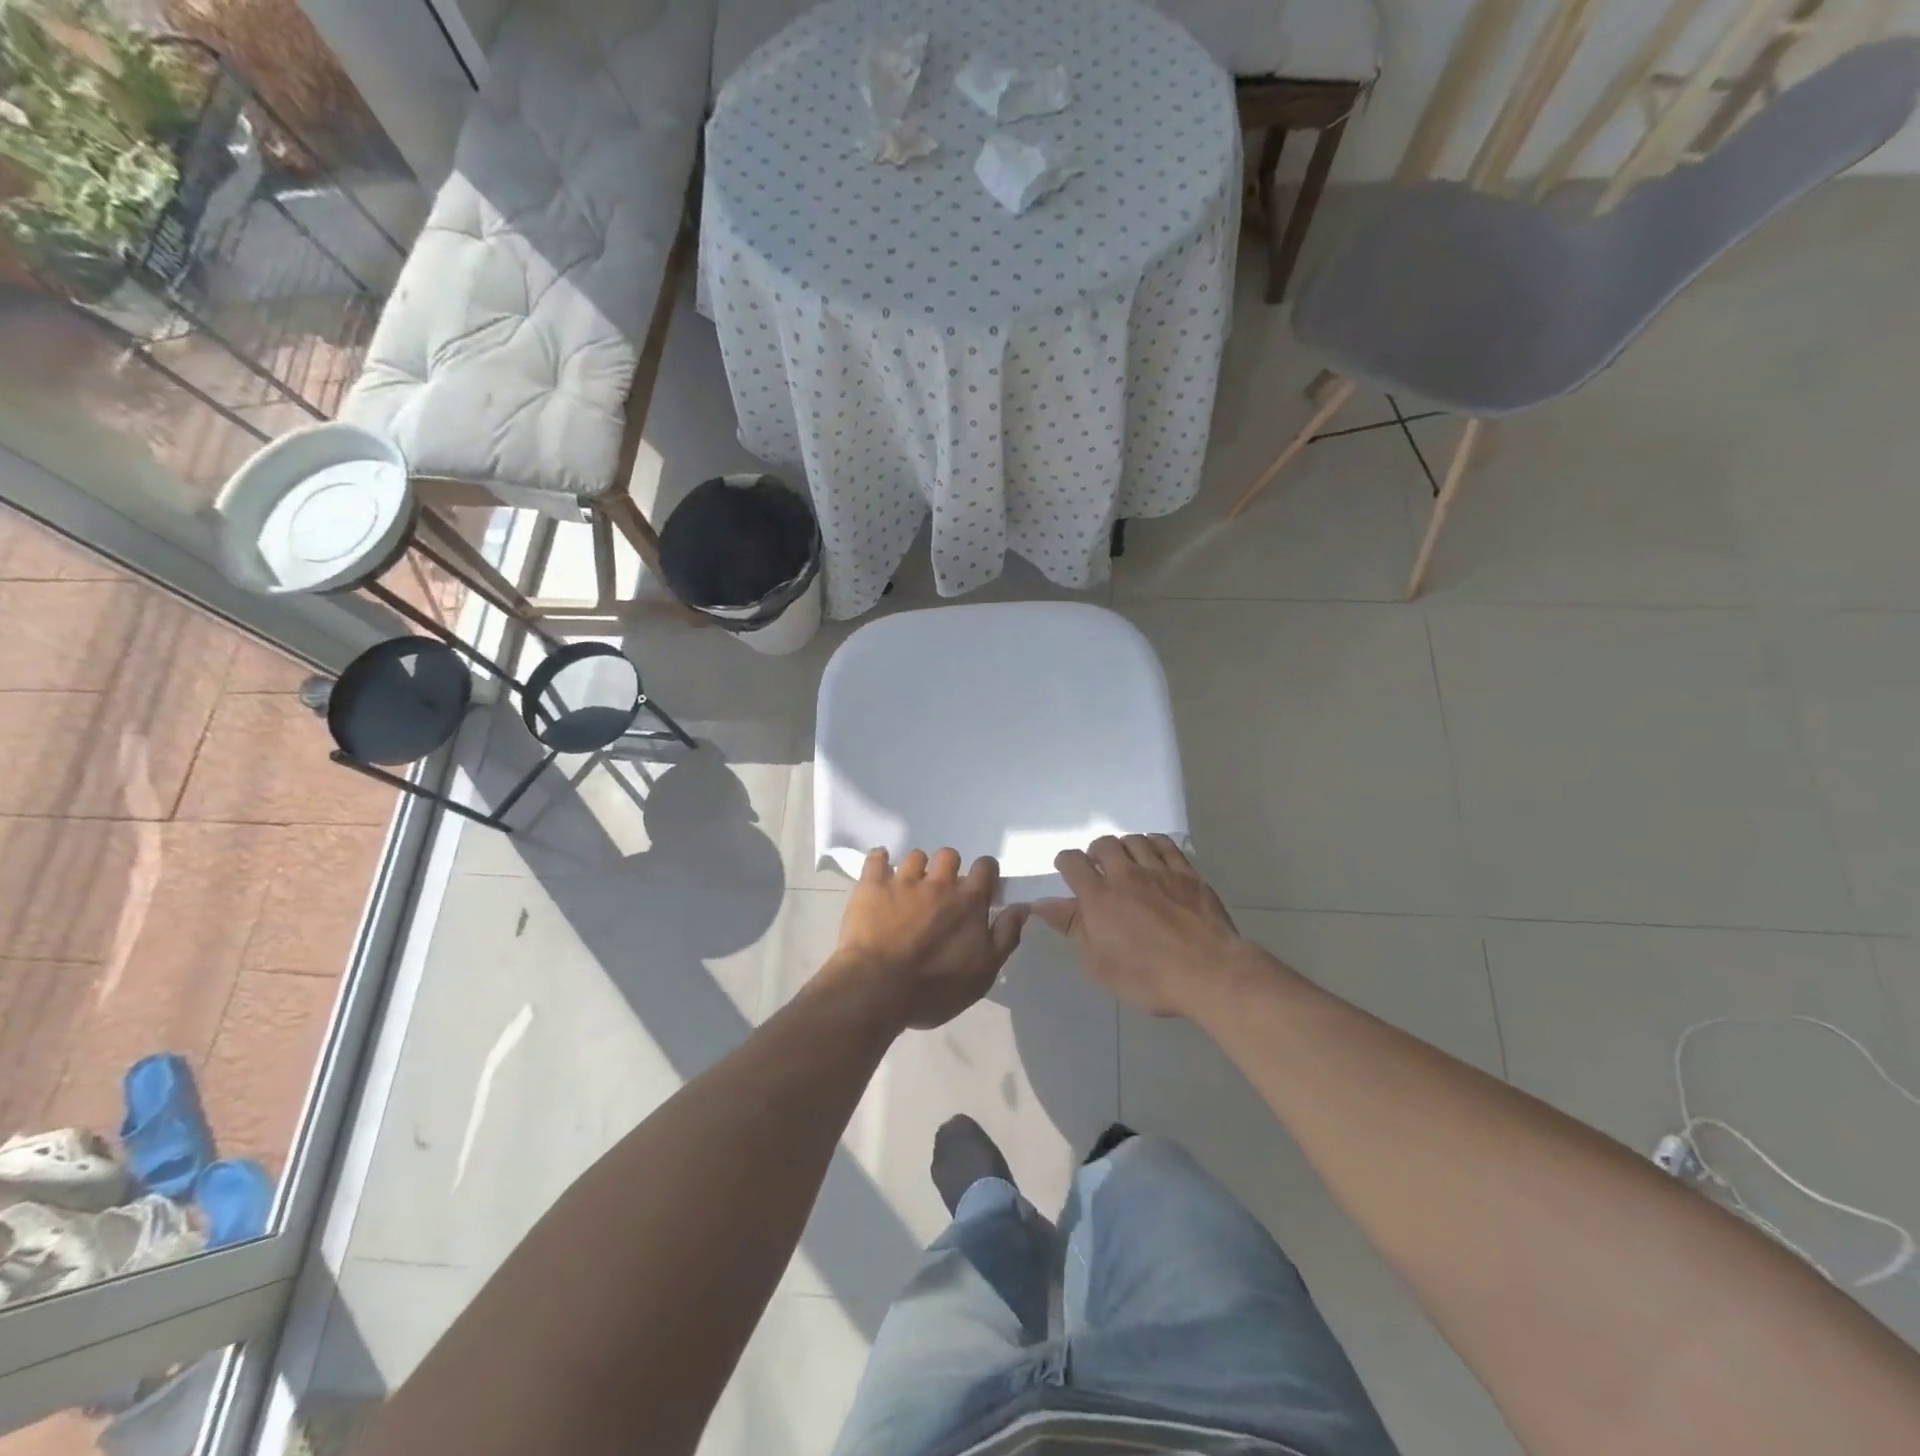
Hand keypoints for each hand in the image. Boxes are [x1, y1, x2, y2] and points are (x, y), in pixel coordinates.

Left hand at [824, 848, 1029, 1030]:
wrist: (879, 989)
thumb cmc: (935, 988)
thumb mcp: (984, 972)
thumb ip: (1006, 936)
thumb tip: (1021, 907)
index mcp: (969, 901)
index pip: (985, 867)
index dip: (985, 872)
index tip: (980, 886)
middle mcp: (939, 882)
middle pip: (949, 855)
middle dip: (948, 868)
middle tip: (941, 891)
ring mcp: (904, 881)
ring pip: (915, 856)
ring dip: (916, 869)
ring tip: (909, 888)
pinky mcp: (872, 885)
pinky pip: (876, 858)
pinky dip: (879, 861)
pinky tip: (880, 871)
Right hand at [1032, 835, 1248, 1017]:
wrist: (1209, 973)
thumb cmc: (1147, 977)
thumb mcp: (1098, 963)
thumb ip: (1072, 927)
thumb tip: (1041, 904)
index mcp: (1099, 896)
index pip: (1072, 861)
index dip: (1065, 863)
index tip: (1068, 874)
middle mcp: (1126, 874)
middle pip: (1103, 844)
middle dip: (1096, 853)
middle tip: (1099, 871)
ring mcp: (1159, 870)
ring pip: (1135, 840)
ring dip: (1125, 848)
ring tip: (1127, 864)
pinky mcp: (1187, 874)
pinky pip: (1166, 844)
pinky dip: (1154, 844)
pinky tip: (1154, 857)